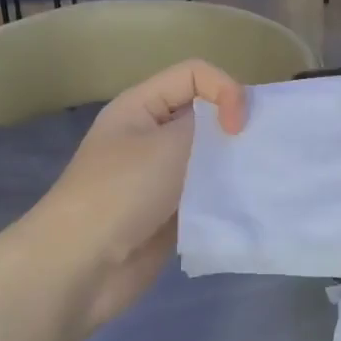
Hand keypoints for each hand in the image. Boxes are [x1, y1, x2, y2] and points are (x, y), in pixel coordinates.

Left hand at [31, 60, 246, 329]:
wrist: (81, 265)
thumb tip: (231, 127)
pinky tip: (244, 205)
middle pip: (204, 115)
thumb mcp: (167, 145)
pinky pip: (206, 194)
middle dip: (234, 128)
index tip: (237, 129)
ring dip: (233, 166)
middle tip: (258, 153)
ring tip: (256, 181)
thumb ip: (208, 125)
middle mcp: (150, 135)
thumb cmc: (121, 192)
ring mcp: (160, 177)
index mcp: (141, 106)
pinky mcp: (170, 213)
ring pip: (209, 158)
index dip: (225, 90)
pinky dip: (225, 197)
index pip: (195, 75)